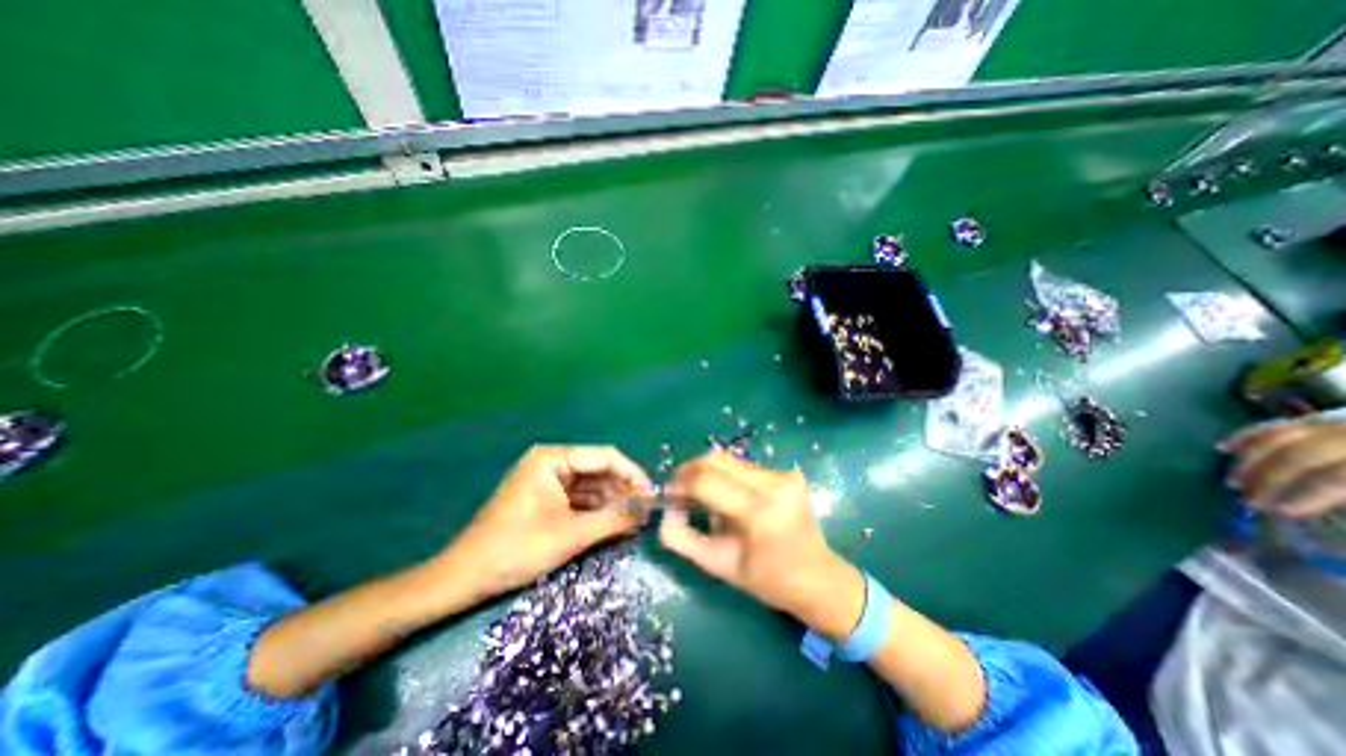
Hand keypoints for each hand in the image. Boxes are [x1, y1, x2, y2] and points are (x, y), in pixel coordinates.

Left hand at [445, 446, 656, 600]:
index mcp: (553, 458)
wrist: (464, 579)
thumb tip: (648, 511)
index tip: (652, 494)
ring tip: (635, 521)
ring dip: (611, 503)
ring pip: (591, 486)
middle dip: (622, 491)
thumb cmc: (516, 549)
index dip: (632, 474)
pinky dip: (596, 511)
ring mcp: (548, 480)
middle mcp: (552, 462)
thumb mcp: (571, 534)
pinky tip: (614, 523)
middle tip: (646, 512)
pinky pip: (579, 499)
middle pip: (598, 470)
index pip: (605, 456)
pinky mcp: (545, 499)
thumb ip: (613, 520)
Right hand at [661, 450, 862, 638]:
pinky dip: (729, 477)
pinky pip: (745, 467)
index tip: (668, 494)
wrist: (819, 579)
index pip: (706, 480)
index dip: (680, 483)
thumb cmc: (767, 580)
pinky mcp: (789, 472)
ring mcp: (785, 474)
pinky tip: (732, 498)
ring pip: (730, 460)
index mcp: (758, 511)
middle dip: (691, 470)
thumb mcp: (717, 565)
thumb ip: (682, 538)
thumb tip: (666, 511)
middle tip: (680, 490)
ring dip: (710, 474)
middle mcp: (774, 483)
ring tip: (706, 498)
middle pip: (717, 459)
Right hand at [1228, 421, 1345, 518]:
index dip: (1308, 494)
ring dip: (1252, 460)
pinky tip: (1224, 448)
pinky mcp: (1329, 424)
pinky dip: (1249, 436)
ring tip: (1234, 482)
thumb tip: (1334, 530)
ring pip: (1285, 438)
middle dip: (1270, 478)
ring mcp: (1342, 427)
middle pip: (1302, 454)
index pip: (1337, 476)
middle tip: (1248, 501)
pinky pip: (1282, 425)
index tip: (1281, 513)